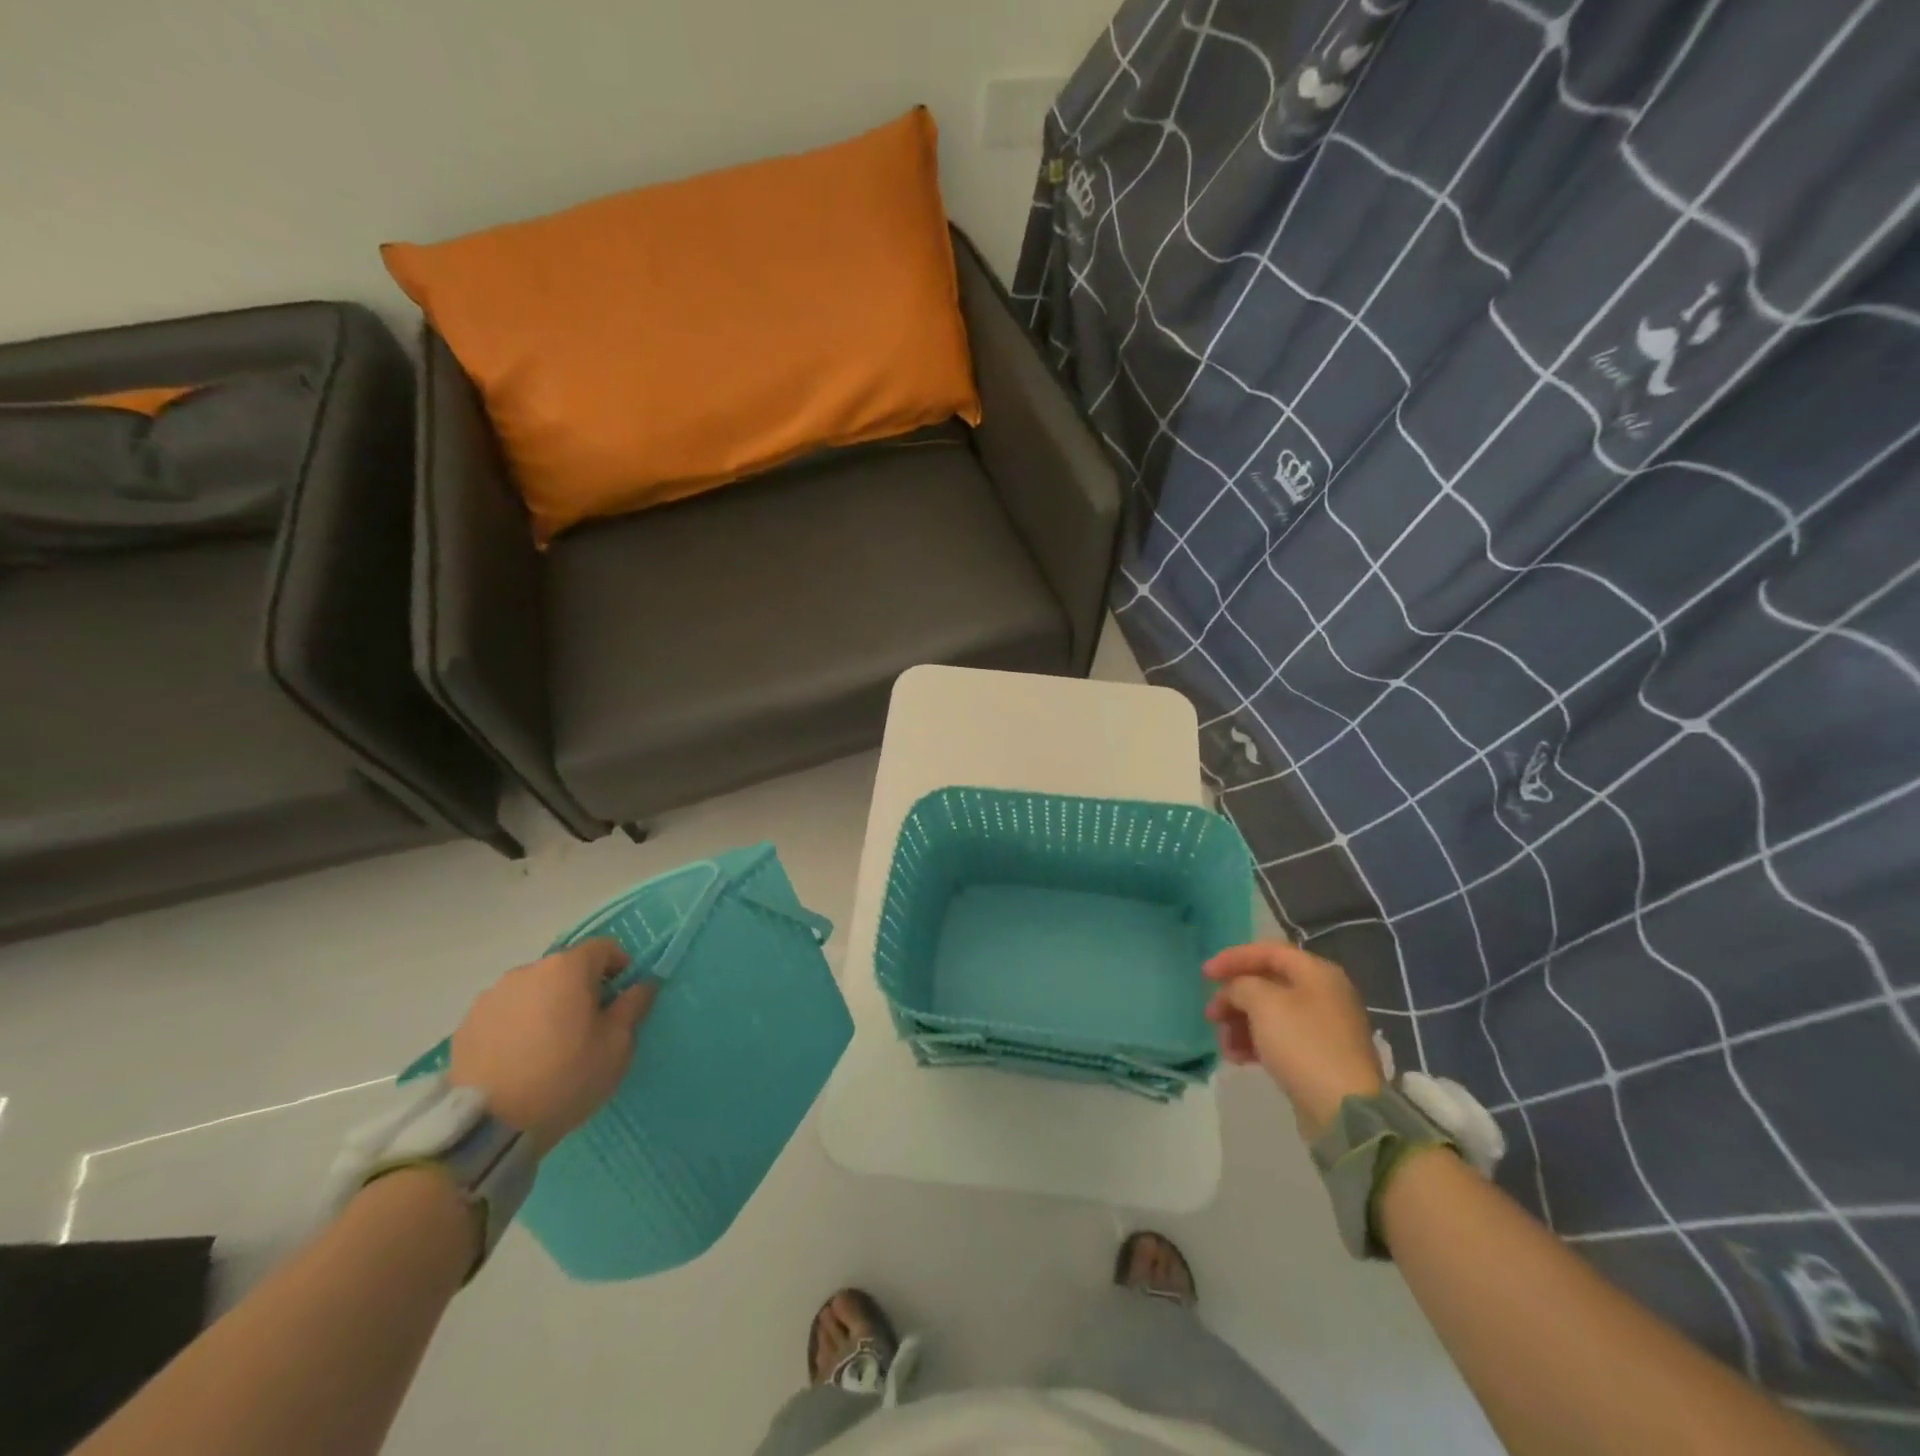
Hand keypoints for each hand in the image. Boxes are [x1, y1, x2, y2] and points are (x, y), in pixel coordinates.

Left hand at [449, 939, 655, 1154]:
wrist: (488, 1127)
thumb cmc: (565, 1077)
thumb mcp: (616, 1045)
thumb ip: (632, 1006)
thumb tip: (642, 985)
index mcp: (567, 968)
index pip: (603, 948)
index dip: (619, 966)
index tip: (622, 998)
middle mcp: (527, 971)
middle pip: (565, 969)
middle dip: (581, 989)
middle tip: (588, 1027)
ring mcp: (491, 997)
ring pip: (533, 991)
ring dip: (547, 1006)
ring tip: (548, 1047)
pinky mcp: (466, 1025)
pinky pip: (504, 1014)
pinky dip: (517, 1026)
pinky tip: (519, 1060)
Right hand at [1205, 940, 1382, 1140]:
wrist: (1344, 1110)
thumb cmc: (1303, 1044)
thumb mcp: (1264, 1003)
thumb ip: (1242, 985)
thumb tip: (1236, 991)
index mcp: (1316, 973)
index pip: (1268, 951)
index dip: (1233, 958)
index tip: (1205, 974)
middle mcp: (1323, 994)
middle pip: (1267, 983)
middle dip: (1234, 997)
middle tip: (1211, 1014)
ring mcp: (1322, 1027)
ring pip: (1269, 1013)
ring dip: (1240, 1023)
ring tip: (1224, 1044)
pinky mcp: (1317, 1056)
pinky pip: (1279, 1038)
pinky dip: (1255, 1043)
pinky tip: (1237, 1058)